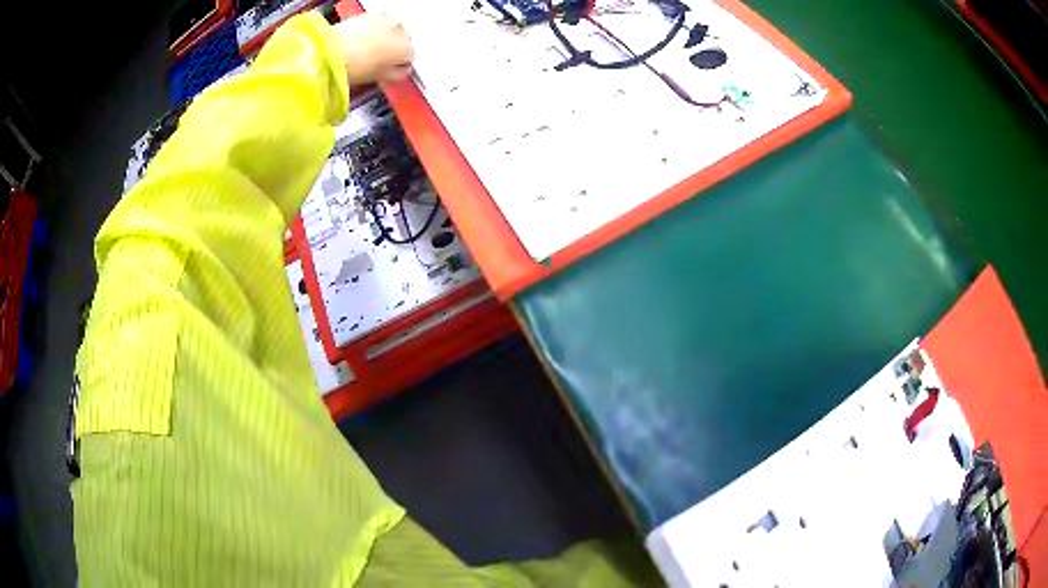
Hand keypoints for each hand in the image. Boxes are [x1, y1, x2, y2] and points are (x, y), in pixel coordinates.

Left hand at [334, 13, 414, 85]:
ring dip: (387, 35)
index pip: (410, 55)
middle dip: (396, 46)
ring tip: (371, 46)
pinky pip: (379, 21)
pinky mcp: (370, 15)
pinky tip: (363, 37)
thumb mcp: (378, 77)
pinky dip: (375, 28)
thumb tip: (402, 70)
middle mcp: (398, 31)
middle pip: (404, 38)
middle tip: (381, 57)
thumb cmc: (352, 68)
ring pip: (393, 28)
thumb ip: (396, 73)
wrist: (329, 53)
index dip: (401, 62)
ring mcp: (384, 21)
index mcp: (403, 49)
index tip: (392, 67)